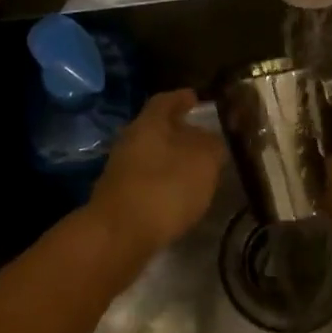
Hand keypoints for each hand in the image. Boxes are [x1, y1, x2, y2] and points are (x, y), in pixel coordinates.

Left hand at [86, 90, 224, 267]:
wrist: (119, 234)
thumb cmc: (166, 187)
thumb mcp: (203, 160)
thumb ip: (211, 145)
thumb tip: (210, 139)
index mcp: (149, 123)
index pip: (166, 100)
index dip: (182, 98)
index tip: (196, 98)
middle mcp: (130, 140)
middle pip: (156, 128)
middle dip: (178, 131)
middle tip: (202, 136)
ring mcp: (121, 170)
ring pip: (150, 155)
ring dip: (171, 159)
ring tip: (195, 168)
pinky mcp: (119, 198)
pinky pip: (147, 180)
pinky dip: (163, 182)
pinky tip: (179, 195)